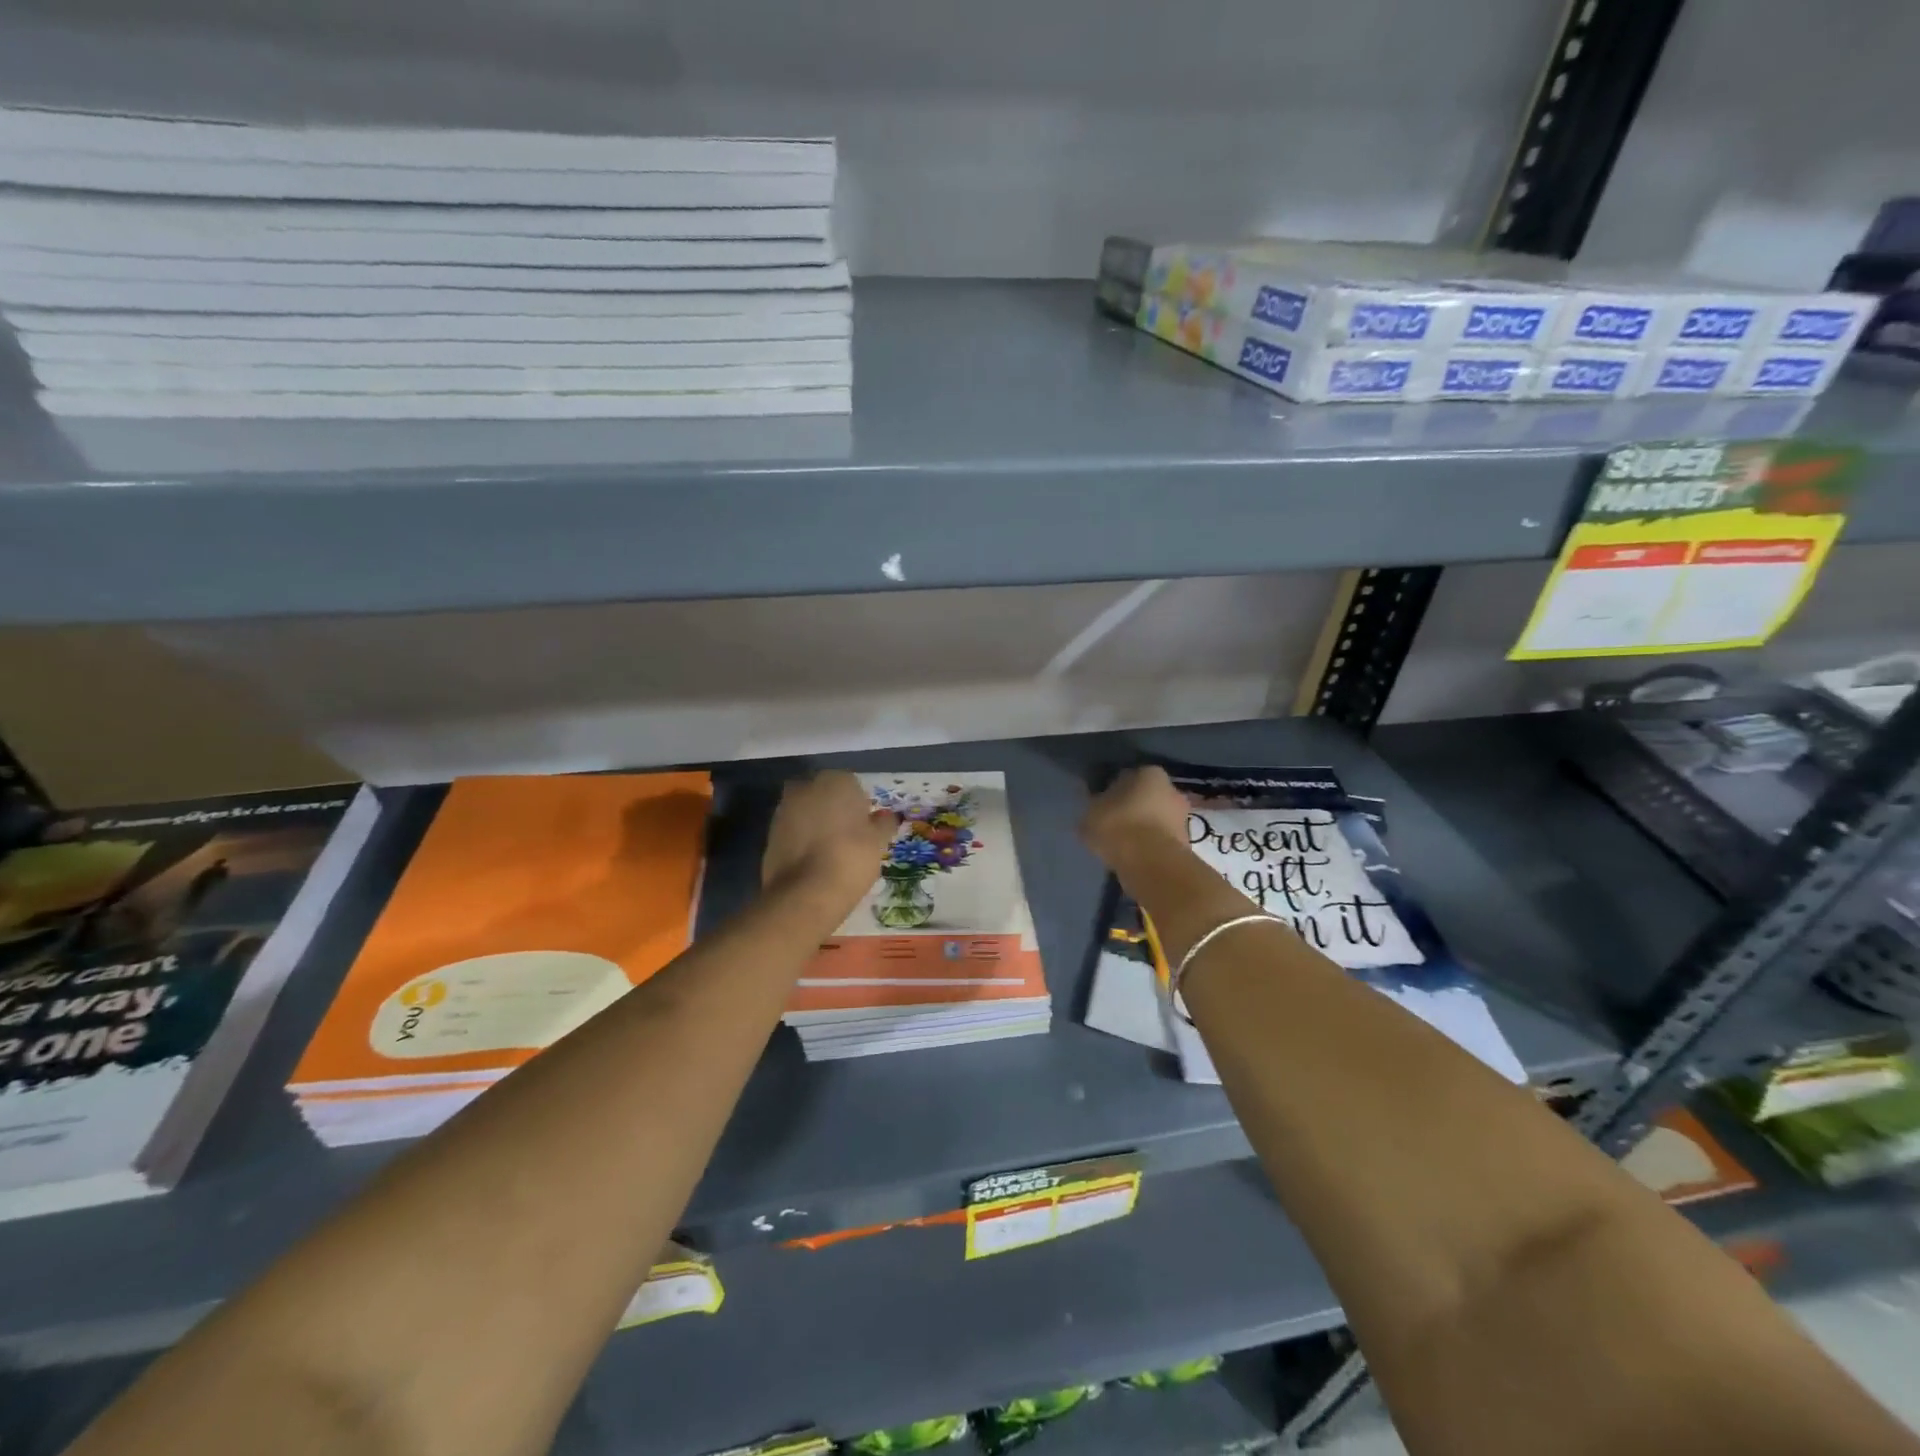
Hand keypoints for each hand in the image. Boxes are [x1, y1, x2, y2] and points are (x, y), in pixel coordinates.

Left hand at [763, 771, 898, 909]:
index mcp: (837, 780)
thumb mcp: (878, 842)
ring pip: (806, 813)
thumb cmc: (851, 858)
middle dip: (834, 811)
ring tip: (830, 854)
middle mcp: (807, 787)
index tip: (866, 829)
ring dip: (816, 825)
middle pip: (825, 796)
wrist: (806, 893)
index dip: (860, 808)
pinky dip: (801, 842)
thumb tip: (886, 817)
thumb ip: (883, 824)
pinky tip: (812, 863)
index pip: (853, 787)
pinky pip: (793, 832)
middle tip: (848, 838)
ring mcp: (784, 810)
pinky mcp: (769, 833)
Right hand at [1080, 766, 1190, 868]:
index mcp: (1149, 773)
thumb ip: (1094, 805)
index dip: (1112, 790)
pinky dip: (1150, 846)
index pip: (1126, 776)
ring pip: (1156, 819)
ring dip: (1142, 829)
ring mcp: (1183, 818)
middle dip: (1131, 808)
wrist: (1151, 865)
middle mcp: (1172, 789)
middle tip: (1112, 824)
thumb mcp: (1090, 813)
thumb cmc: (1118, 827)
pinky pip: (1160, 840)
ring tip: (1121, 844)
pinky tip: (1134, 857)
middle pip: (1146, 797)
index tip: (1101, 804)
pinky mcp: (1186, 845)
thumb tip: (1096, 804)